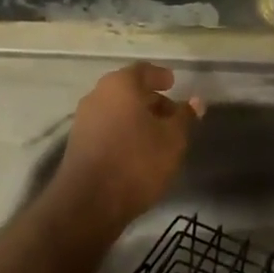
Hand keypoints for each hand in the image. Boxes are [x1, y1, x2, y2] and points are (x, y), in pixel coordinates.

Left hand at [52, 63, 202, 231]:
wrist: (89, 202)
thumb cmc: (137, 161)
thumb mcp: (173, 139)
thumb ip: (184, 117)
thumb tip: (195, 102)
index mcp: (120, 85)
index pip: (143, 71)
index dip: (160, 76)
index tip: (173, 83)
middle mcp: (97, 95)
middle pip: (128, 90)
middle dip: (151, 100)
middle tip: (171, 114)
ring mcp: (83, 120)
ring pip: (116, 110)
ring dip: (137, 117)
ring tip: (158, 135)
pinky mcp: (78, 144)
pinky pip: (106, 127)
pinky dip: (123, 131)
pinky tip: (138, 149)